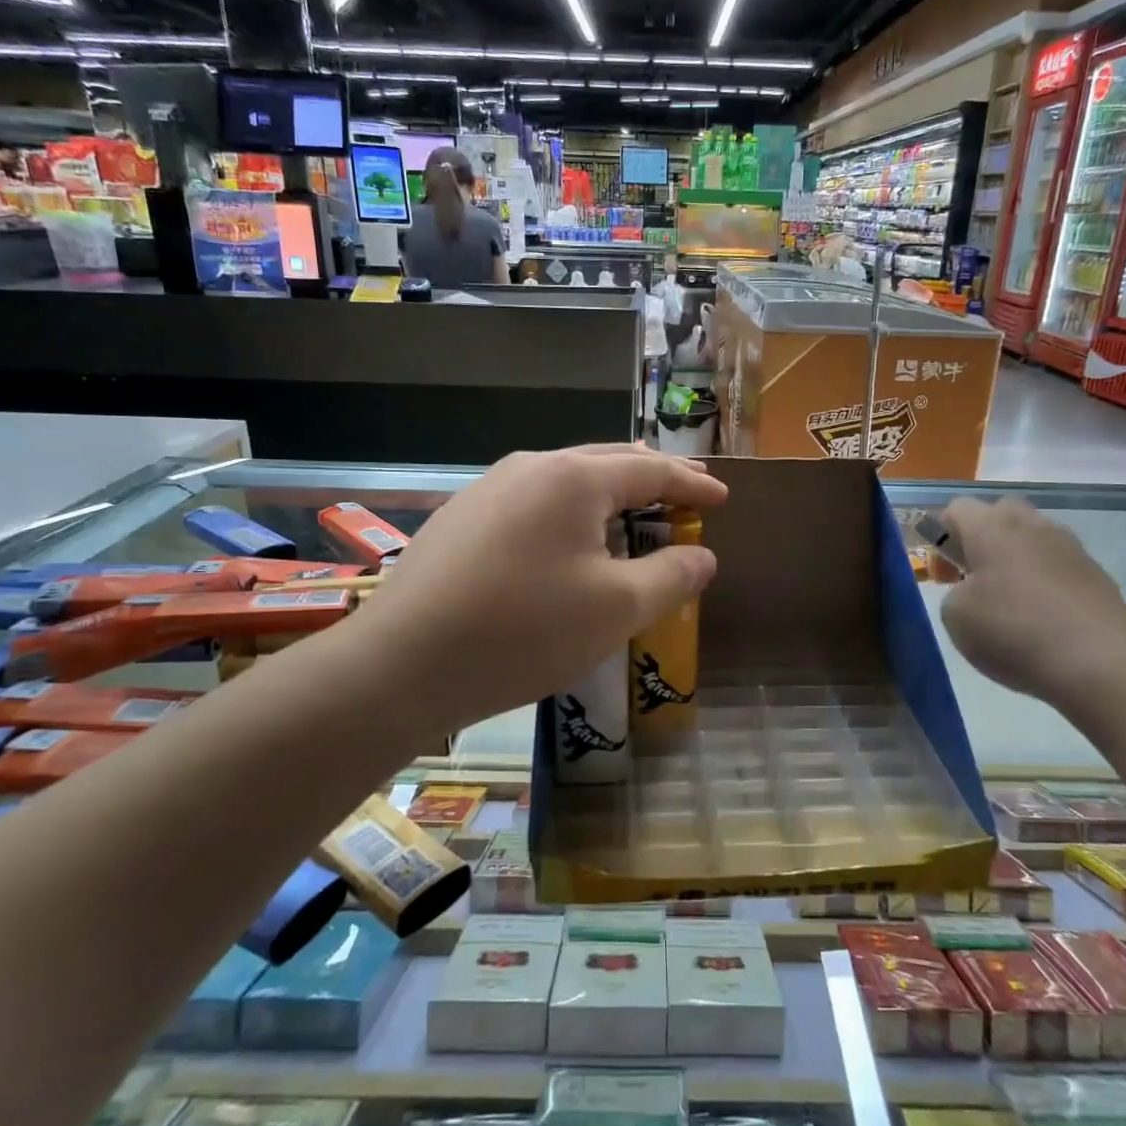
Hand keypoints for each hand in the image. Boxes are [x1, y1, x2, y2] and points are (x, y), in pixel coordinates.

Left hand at [347, 445, 725, 732]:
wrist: (403, 663)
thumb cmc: (524, 630)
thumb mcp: (617, 609)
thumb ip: (671, 576)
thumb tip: (702, 556)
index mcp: (574, 478)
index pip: (650, 470)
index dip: (692, 484)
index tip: (722, 496)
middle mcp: (530, 468)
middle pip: (607, 462)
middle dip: (652, 478)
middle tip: (686, 493)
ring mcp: (489, 490)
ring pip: (566, 481)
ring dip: (608, 495)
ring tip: (633, 512)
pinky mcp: (462, 520)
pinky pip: (534, 504)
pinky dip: (569, 515)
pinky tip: (568, 543)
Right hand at [938, 497, 1125, 701]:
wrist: (1100, 662)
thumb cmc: (1014, 631)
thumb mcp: (955, 616)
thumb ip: (954, 592)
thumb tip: (974, 590)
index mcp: (991, 527)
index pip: (956, 508)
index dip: (940, 537)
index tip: (945, 576)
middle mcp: (1032, 525)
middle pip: (999, 514)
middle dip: (981, 540)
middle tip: (974, 581)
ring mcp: (1070, 547)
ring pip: (1032, 538)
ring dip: (1016, 560)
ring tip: (1011, 604)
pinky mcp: (1097, 573)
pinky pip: (1058, 565)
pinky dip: (1045, 582)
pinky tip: (1043, 619)